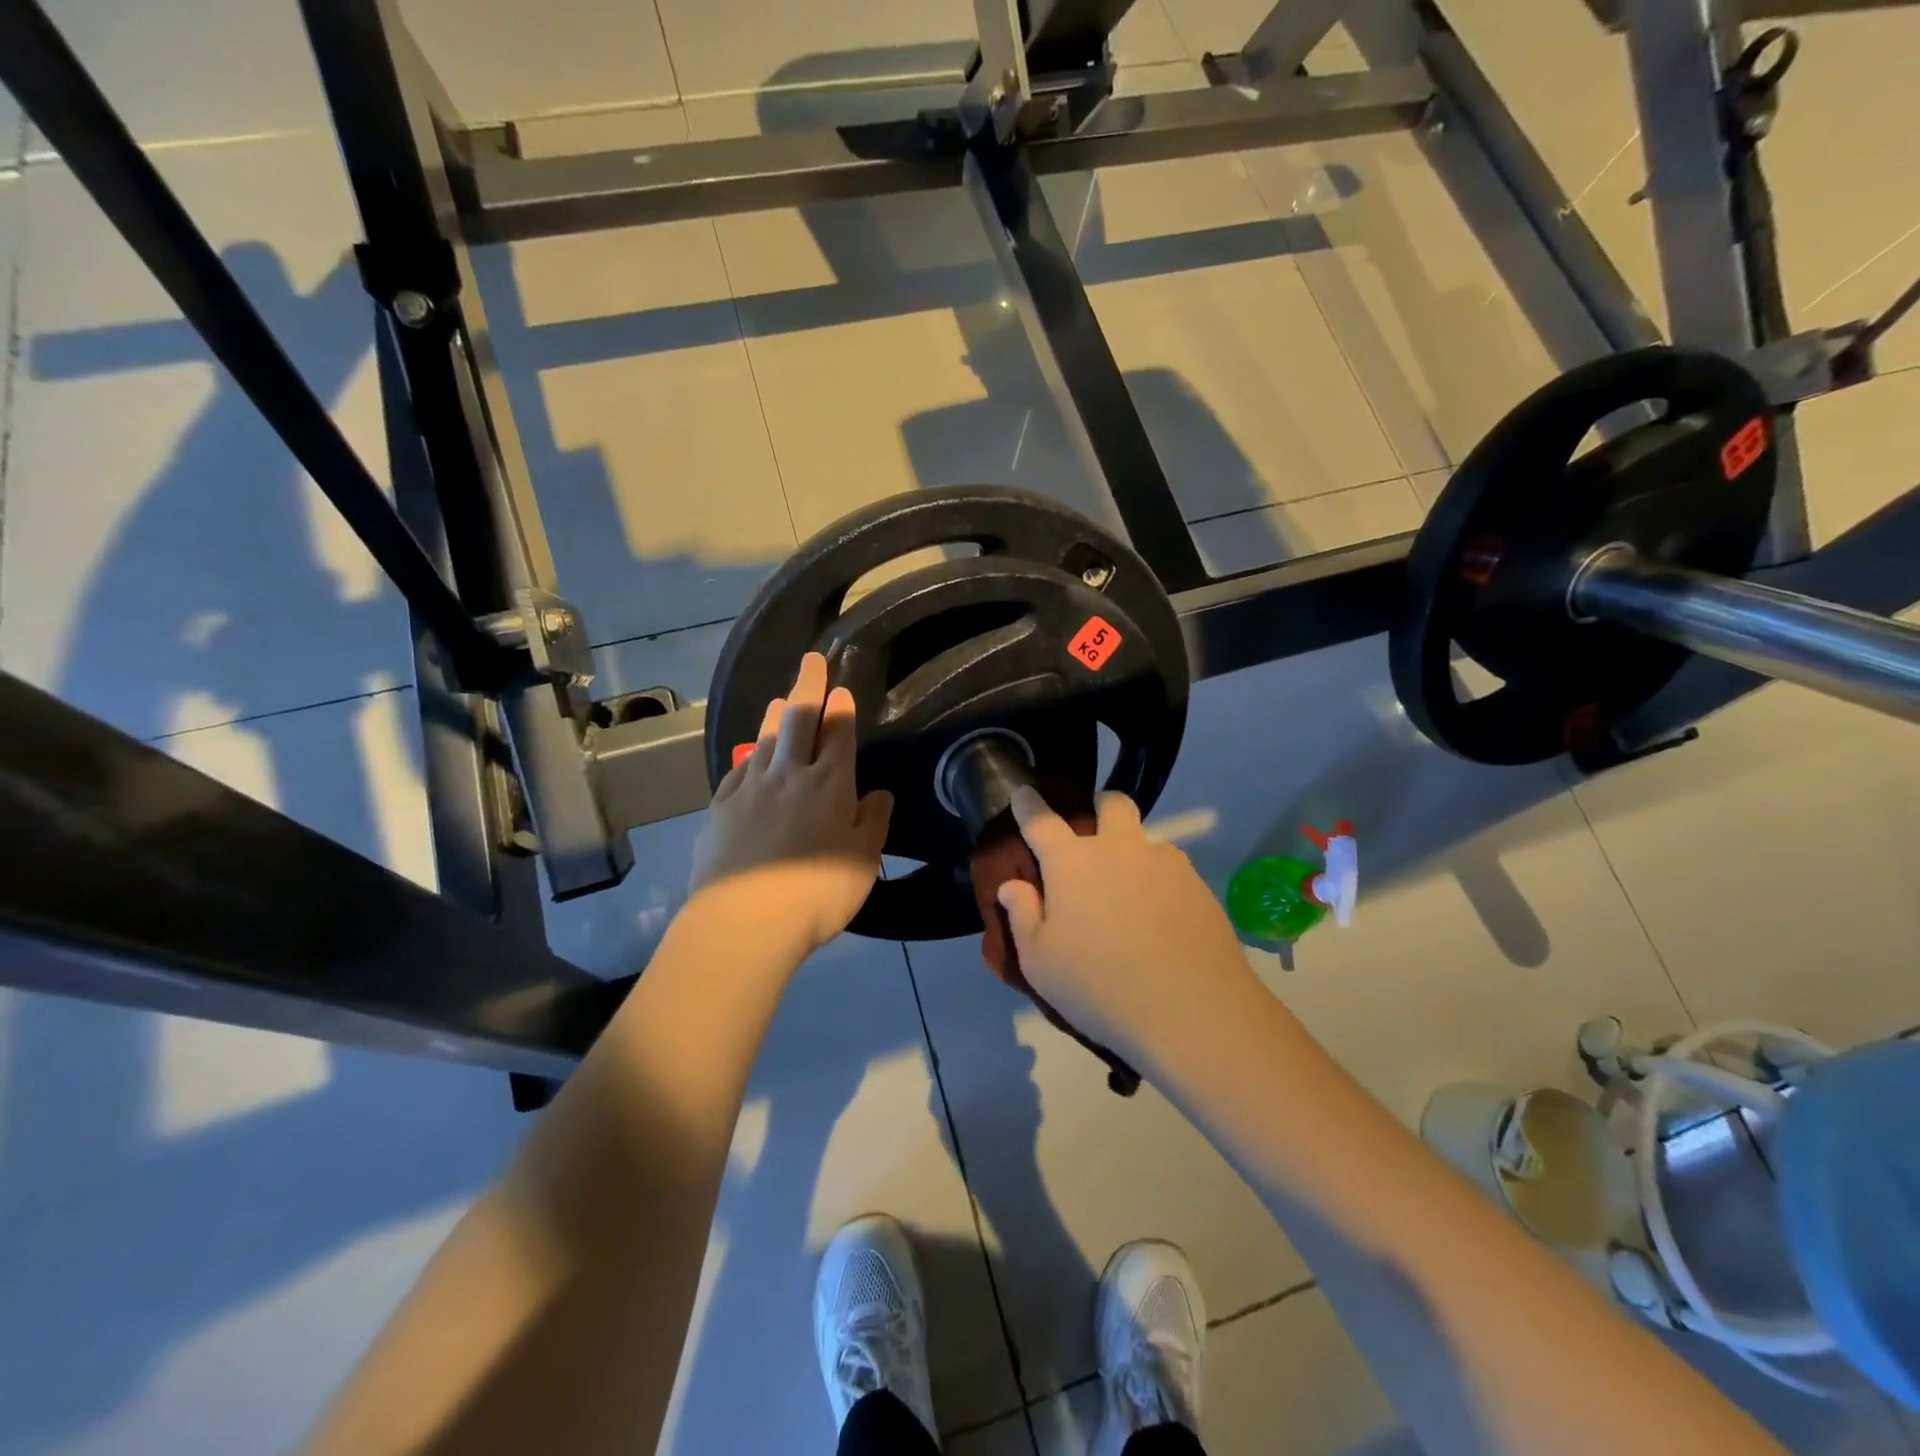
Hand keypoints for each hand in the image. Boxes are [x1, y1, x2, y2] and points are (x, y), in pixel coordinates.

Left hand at [689, 653, 893, 952]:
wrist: (745, 920)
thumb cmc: (818, 892)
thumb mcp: (863, 860)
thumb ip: (873, 821)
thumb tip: (878, 793)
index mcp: (830, 784)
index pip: (838, 734)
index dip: (842, 708)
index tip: (842, 688)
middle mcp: (789, 775)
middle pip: (798, 720)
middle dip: (807, 687)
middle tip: (811, 661)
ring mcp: (750, 788)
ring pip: (765, 740)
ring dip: (776, 715)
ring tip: (780, 700)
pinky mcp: (720, 808)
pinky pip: (738, 770)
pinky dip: (748, 756)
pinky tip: (749, 755)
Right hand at [996, 787, 1260, 1066]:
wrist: (1189, 1009)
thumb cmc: (1098, 985)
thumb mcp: (1040, 962)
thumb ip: (1022, 915)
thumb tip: (1012, 885)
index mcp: (1072, 863)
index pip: (1042, 821)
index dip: (1028, 804)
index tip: (1023, 791)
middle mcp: (1119, 850)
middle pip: (1111, 804)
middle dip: (1099, 805)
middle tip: (1094, 828)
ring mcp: (1164, 864)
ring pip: (1147, 838)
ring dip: (1134, 850)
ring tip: (1131, 888)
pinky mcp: (1198, 886)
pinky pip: (1174, 869)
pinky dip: (1161, 881)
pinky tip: (1162, 916)